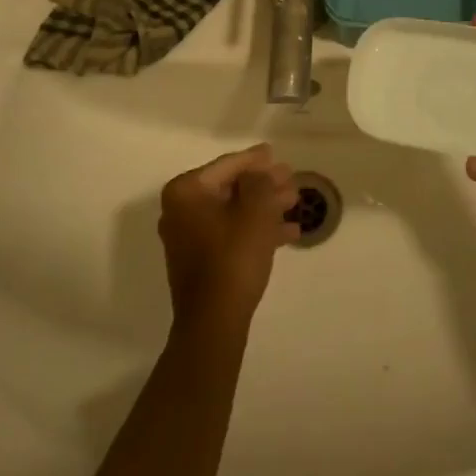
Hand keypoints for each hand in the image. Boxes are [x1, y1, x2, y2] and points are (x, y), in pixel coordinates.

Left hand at [159, 144, 300, 329]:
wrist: (215, 322)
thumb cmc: (233, 257)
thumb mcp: (256, 210)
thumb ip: (261, 182)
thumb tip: (262, 171)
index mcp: (186, 191)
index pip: (227, 165)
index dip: (256, 159)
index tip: (276, 153)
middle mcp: (181, 210)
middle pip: (231, 188)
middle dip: (263, 184)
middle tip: (291, 179)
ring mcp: (189, 237)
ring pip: (234, 212)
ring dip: (264, 207)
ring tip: (294, 202)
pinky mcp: (200, 261)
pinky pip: (231, 234)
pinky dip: (256, 230)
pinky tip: (288, 233)